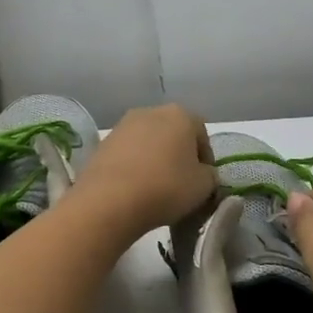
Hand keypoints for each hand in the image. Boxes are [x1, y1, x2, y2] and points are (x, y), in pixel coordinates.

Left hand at [69, 105, 216, 238]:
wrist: (109, 201)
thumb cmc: (166, 187)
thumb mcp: (204, 186)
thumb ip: (210, 175)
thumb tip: (203, 174)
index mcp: (181, 115)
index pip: (202, 133)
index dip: (206, 159)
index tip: (204, 181)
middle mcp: (151, 111)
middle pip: (173, 134)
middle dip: (179, 155)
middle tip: (182, 183)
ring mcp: (123, 125)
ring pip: (148, 142)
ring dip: (155, 160)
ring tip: (156, 188)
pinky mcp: (102, 143)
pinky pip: (128, 154)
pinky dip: (134, 166)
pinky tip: (135, 188)